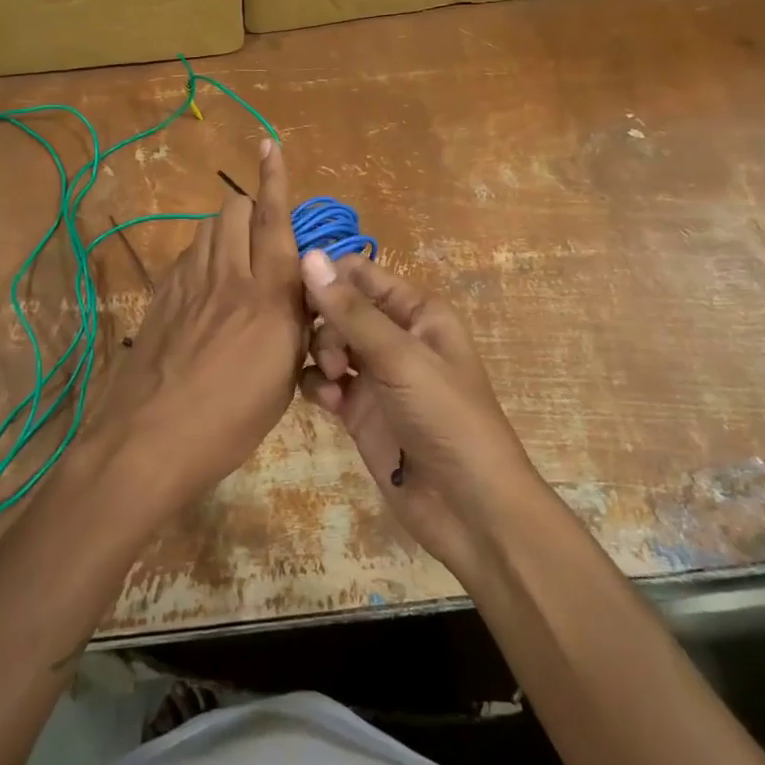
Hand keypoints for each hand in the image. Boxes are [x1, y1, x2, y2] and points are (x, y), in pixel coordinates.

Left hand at [85, 140, 305, 518]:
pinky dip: (203, 255)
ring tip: (236, 259)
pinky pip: (187, 255)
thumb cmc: (230, 420)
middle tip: (263, 238)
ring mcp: (187, 282)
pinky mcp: (160, 295)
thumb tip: (300, 295)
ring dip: (226, 229)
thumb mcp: (283, 377)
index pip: (274, 220)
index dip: (275, 178)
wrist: (149, 439)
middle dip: (251, 207)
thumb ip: (295, 324)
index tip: (269, 143)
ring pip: (207, 227)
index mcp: (268, 295)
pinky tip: (206, 287)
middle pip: (233, 208)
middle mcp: (227, 275)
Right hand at [300, 253, 541, 578]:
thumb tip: (309, 256)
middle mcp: (394, 336)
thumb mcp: (400, 358)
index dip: (329, 277)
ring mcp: (375, 375)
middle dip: (325, 323)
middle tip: (330, 354)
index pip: (361, 274)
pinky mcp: (359, 410)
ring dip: (320, 355)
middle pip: (339, 308)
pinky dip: (320, 387)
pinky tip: (330, 404)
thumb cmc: (446, 417)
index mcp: (416, 312)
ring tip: (334, 381)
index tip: (296, 291)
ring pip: (327, 344)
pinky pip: (325, 382)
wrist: (468, 508)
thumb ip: (351, 310)